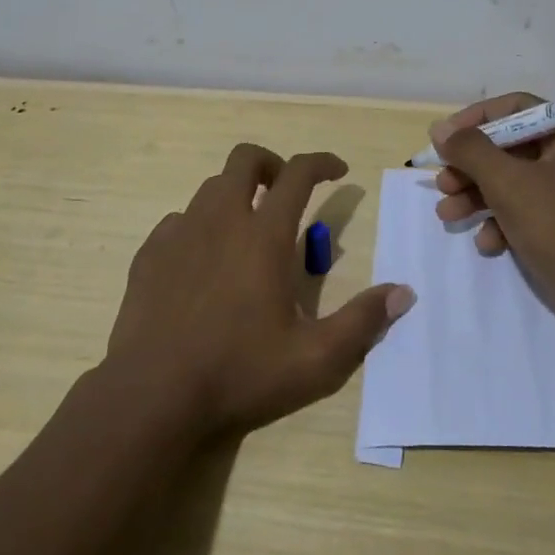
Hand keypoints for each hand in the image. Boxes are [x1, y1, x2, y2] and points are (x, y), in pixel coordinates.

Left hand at [106, 143, 414, 438]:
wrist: (152, 396)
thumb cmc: (239, 373)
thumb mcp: (315, 360)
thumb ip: (363, 322)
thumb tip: (404, 293)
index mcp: (264, 235)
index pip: (298, 173)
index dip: (322, 162)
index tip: (338, 170)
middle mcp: (221, 219)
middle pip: (246, 159)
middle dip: (272, 164)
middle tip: (285, 193)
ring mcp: (180, 233)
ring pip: (211, 187)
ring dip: (236, 194)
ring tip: (247, 231)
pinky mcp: (150, 253)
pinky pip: (179, 219)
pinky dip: (200, 225)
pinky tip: (203, 261)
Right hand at [430, 94, 554, 342]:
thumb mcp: (508, 182)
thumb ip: (470, 150)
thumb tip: (440, 129)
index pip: (516, 108)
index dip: (475, 120)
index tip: (443, 139)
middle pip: (510, 148)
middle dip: (471, 167)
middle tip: (441, 184)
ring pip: (513, 183)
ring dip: (477, 197)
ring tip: (447, 215)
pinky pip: (526, 213)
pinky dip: (502, 223)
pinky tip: (487, 244)